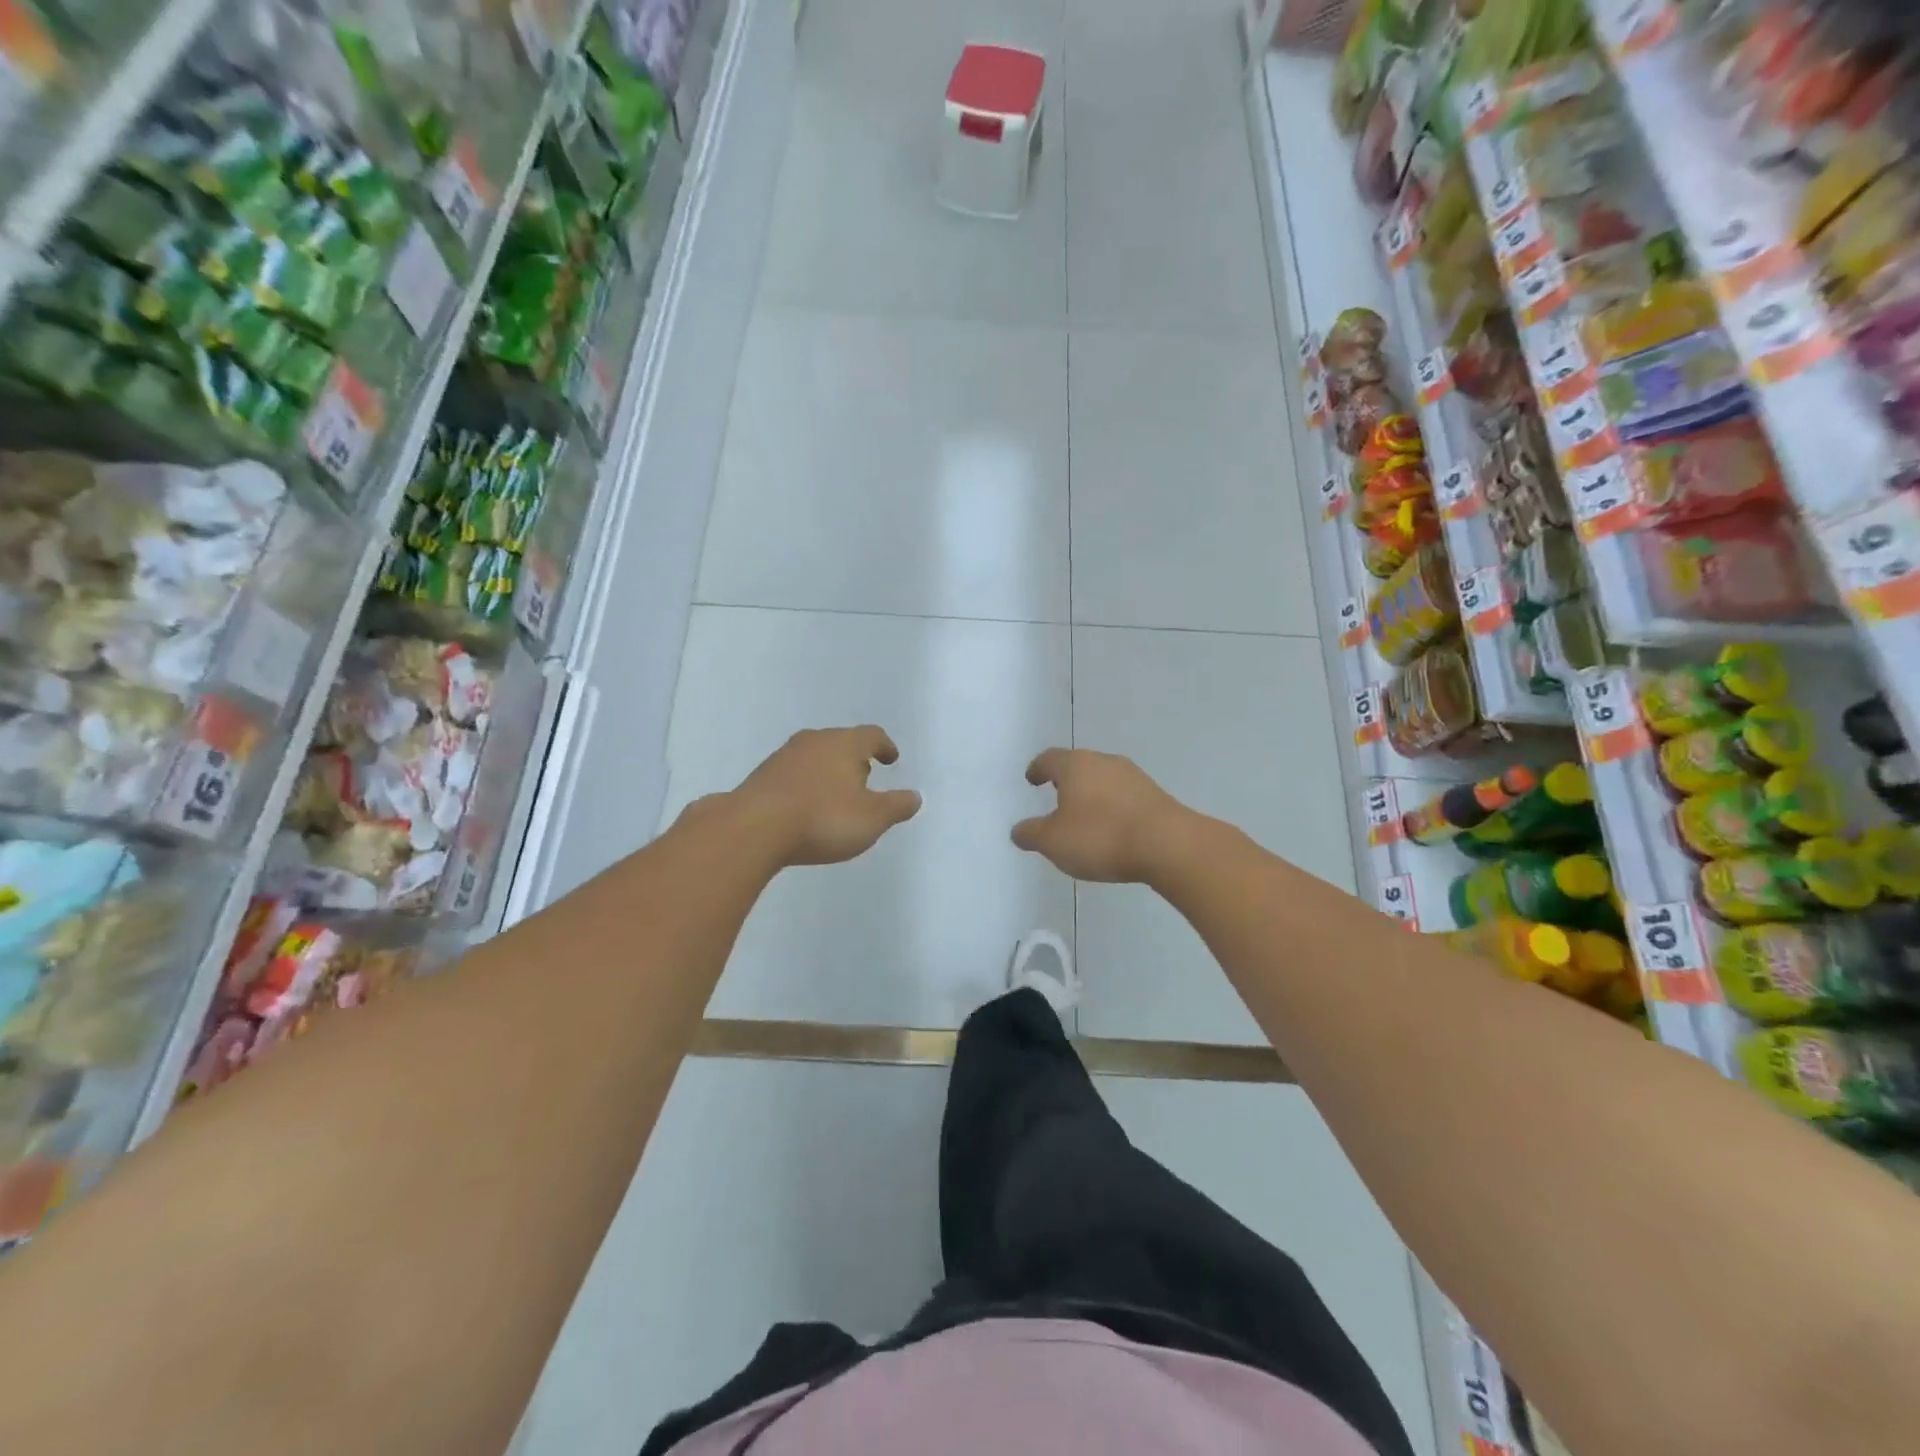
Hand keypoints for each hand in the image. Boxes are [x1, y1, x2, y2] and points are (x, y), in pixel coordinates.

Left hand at [732, 726, 921, 866]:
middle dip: (855, 759)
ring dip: (828, 771)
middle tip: (865, 777)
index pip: (872, 735)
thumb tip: (914, 797)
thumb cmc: (823, 818)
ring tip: (836, 795)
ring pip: (815, 756)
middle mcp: (814, 741)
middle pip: (841, 742)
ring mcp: (784, 756)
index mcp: (844, 744)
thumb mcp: (872, 819)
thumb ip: (896, 806)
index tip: (891, 759)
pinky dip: (806, 785)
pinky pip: (793, 774)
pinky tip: (806, 807)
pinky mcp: (762, 776)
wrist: (753, 828)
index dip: (885, 746)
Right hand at [1011, 748, 1194, 883]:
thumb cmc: (1101, 837)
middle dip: (1065, 779)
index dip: (1037, 769)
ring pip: (1103, 779)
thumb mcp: (1053, 842)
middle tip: (1056, 795)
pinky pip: (1124, 796)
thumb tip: (1018, 830)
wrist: (1169, 845)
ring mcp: (1134, 777)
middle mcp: (1104, 762)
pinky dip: (1112, 806)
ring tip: (1083, 816)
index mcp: (1076, 765)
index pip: (1049, 759)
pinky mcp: (1155, 795)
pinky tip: (1112, 828)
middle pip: (1078, 765)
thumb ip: (1031, 834)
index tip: (1032, 779)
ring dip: (1091, 793)